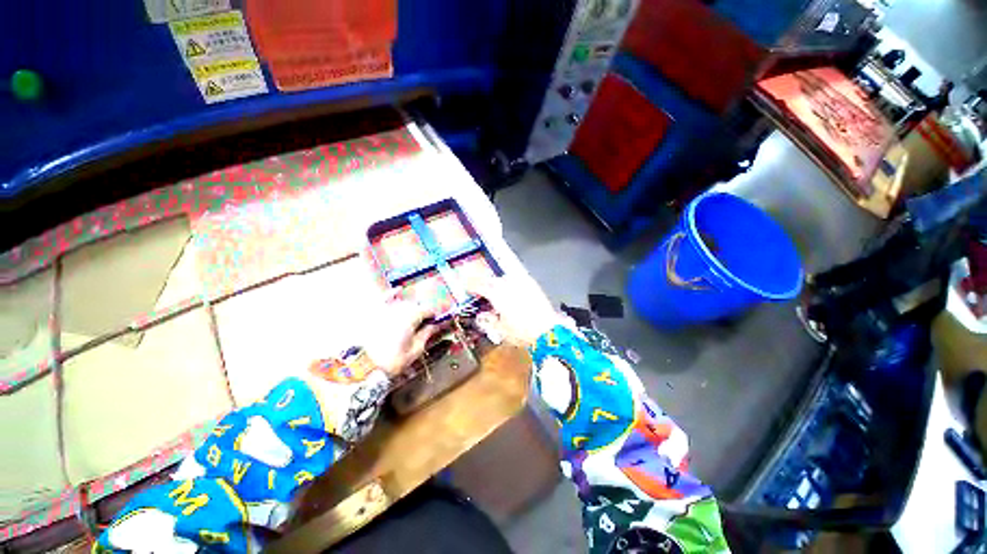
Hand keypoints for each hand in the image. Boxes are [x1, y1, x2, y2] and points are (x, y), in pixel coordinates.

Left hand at [362, 293, 441, 376]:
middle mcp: (399, 308)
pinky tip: (398, 290)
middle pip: (415, 305)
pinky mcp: (373, 312)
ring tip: (409, 318)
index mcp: (412, 317)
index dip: (432, 316)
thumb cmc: (392, 360)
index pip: (427, 310)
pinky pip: (384, 298)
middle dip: (420, 313)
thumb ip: (426, 335)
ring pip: (402, 303)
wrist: (362, 366)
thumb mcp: (415, 350)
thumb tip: (434, 326)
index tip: (433, 323)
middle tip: (421, 324)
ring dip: (408, 308)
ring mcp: (385, 309)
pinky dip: (392, 293)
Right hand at [467, 275, 567, 346]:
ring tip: (496, 290)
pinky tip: (513, 289)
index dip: (471, 285)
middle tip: (480, 289)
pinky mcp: (533, 285)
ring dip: (498, 282)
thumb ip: (488, 321)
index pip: (480, 286)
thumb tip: (481, 316)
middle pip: (492, 280)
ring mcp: (522, 283)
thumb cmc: (522, 332)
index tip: (466, 285)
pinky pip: (518, 279)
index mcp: (497, 295)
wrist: (548, 330)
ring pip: (505, 278)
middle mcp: (508, 285)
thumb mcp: (500, 330)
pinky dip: (512, 283)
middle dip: (484, 283)